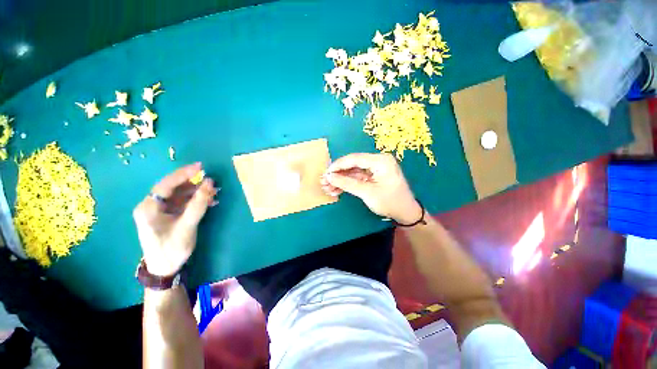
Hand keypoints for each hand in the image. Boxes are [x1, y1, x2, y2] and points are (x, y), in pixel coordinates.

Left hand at [133, 163, 217, 275]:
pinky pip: (182, 202)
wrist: (165, 269)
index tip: (201, 167)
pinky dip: (196, 200)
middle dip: (193, 183)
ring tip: (215, 192)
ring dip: (197, 192)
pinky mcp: (167, 215)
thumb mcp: (187, 226)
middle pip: (173, 188)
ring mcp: (159, 211)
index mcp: (148, 208)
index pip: (166, 184)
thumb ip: (198, 204)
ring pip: (179, 194)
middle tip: (212, 181)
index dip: (183, 174)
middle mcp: (151, 206)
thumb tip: (210, 183)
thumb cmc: (172, 248)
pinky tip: (210, 202)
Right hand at [321, 153, 421, 223]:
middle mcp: (377, 161)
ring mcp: (375, 169)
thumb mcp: (367, 193)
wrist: (406, 213)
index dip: (338, 165)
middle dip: (338, 174)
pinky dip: (347, 184)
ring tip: (328, 188)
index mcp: (380, 161)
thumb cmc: (390, 202)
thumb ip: (347, 183)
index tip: (326, 173)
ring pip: (353, 172)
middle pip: (352, 165)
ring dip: (340, 180)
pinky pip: (357, 178)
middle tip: (324, 182)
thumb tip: (329, 176)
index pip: (354, 159)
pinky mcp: (373, 177)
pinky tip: (336, 190)